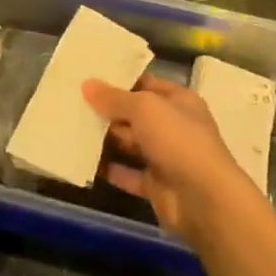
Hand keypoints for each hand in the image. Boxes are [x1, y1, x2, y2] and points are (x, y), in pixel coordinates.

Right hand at [83, 75, 259, 245]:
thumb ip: (115, 97)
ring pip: (130, 143)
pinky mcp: (155, 185)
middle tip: (73, 101)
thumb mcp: (144, 108)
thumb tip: (87, 84)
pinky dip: (109, 169)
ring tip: (72, 127)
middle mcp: (173, 126)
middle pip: (136, 114)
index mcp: (179, 101)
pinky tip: (84, 161)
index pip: (147, 84)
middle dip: (108, 110)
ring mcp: (165, 157)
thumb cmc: (178, 140)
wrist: (204, 199)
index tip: (90, 76)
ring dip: (106, 138)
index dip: (121, 79)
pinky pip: (127, 173)